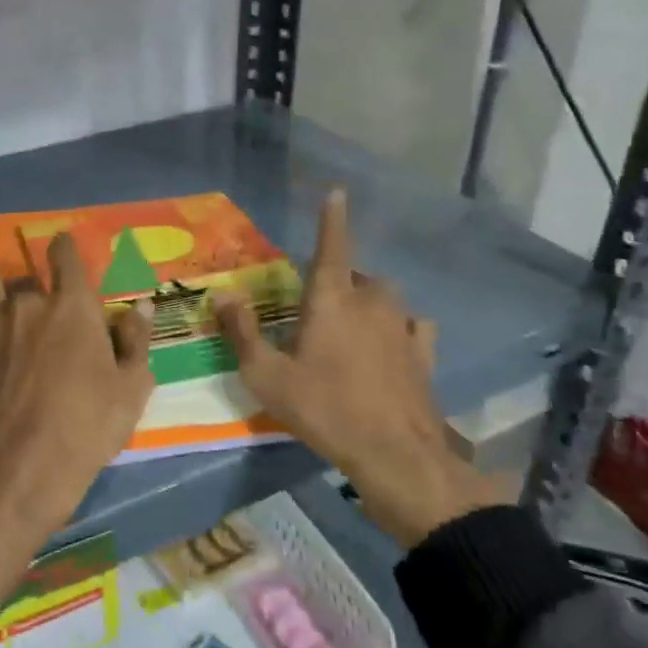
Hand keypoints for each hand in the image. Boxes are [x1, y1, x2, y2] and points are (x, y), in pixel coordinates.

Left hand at [0, 231, 155, 557]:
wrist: (19, 467)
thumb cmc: (86, 428)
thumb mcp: (131, 389)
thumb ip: (136, 342)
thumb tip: (141, 306)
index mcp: (73, 307)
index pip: (67, 259)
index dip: (65, 247)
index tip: (62, 242)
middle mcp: (29, 305)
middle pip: (28, 278)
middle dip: (34, 279)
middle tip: (38, 288)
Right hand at [215, 189, 503, 547]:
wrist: (395, 454)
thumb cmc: (325, 409)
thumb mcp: (268, 376)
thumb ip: (243, 332)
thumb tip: (224, 294)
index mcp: (332, 299)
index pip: (331, 246)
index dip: (332, 219)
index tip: (338, 192)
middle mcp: (371, 301)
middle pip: (355, 276)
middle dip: (338, 281)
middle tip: (316, 308)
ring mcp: (403, 326)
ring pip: (383, 298)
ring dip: (367, 303)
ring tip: (351, 326)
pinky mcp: (424, 353)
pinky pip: (412, 326)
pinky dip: (399, 327)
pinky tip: (394, 344)